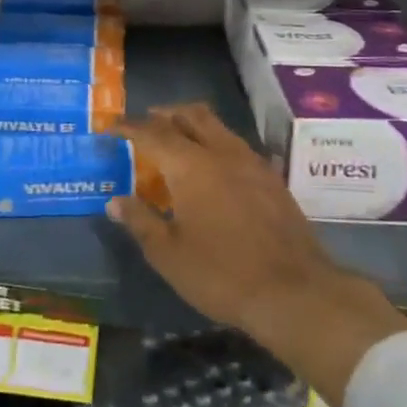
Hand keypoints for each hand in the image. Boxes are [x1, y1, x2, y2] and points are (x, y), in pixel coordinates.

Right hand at [108, 104, 406, 406]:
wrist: (295, 292)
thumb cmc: (222, 274)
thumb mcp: (169, 254)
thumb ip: (141, 221)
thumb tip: (115, 202)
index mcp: (190, 165)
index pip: (152, 133)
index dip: (128, 127)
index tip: (111, 127)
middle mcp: (221, 152)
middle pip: (191, 114)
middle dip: (165, 114)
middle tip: (147, 123)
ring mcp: (252, 162)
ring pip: (218, 126)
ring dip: (193, 124)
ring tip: (178, 141)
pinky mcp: (272, 178)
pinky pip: (237, 145)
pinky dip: (217, 144)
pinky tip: (214, 168)